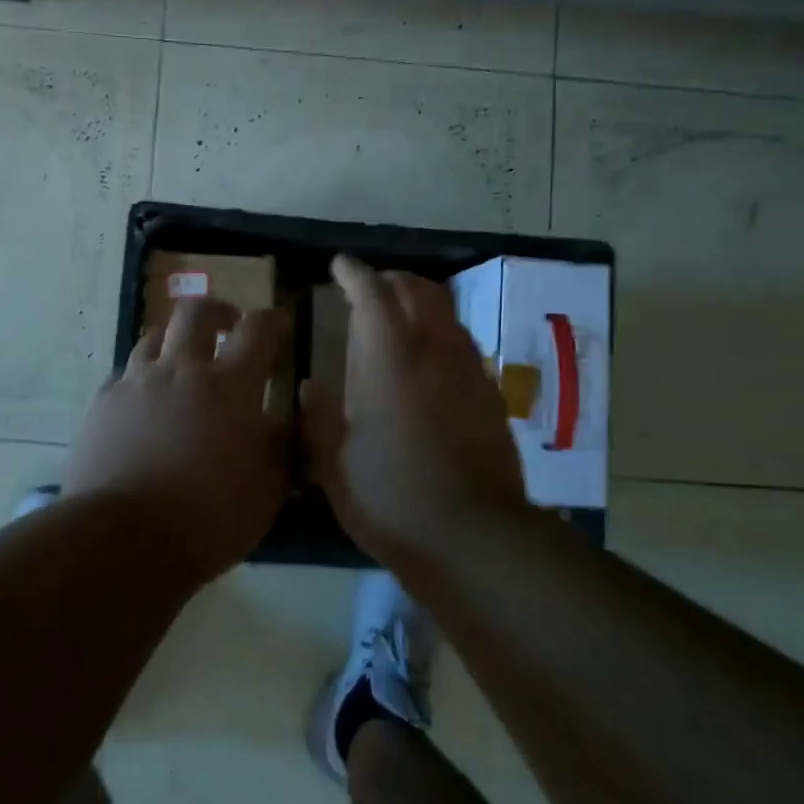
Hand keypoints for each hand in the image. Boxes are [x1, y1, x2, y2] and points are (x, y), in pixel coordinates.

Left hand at [65, 297, 287, 580]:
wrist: (124, 541)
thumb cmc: (209, 519)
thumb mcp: (268, 489)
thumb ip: (282, 445)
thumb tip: (281, 418)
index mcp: (230, 386)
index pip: (257, 329)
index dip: (272, 320)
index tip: (280, 323)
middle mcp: (181, 370)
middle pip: (196, 312)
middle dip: (217, 310)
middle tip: (228, 325)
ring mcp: (137, 383)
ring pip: (154, 335)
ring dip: (175, 337)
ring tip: (183, 357)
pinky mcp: (103, 404)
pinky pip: (126, 373)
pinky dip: (143, 375)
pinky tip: (146, 398)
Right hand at [302, 256, 531, 564]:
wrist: (474, 538)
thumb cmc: (392, 499)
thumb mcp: (334, 465)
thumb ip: (318, 419)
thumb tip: (312, 387)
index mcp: (391, 362)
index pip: (374, 296)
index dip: (355, 274)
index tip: (340, 265)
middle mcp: (436, 354)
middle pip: (421, 292)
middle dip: (393, 281)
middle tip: (371, 290)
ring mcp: (470, 374)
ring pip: (448, 317)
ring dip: (422, 306)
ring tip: (400, 323)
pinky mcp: (492, 399)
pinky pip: (464, 347)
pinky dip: (442, 338)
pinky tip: (430, 367)